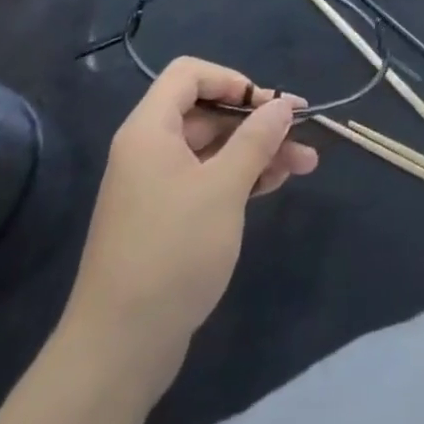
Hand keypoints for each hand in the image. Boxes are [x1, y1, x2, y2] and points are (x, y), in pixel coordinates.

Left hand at [62, 57, 317, 364]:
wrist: (119, 348)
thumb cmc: (172, 252)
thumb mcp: (223, 188)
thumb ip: (256, 139)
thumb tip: (283, 104)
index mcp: (150, 130)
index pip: (189, 75)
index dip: (232, 80)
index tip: (268, 104)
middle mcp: (149, 150)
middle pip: (206, 113)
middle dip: (256, 120)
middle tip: (301, 132)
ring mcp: (156, 187)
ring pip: (213, 150)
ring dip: (257, 150)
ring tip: (305, 163)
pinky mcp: (166, 220)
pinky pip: (208, 180)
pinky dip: (241, 177)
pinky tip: (275, 184)